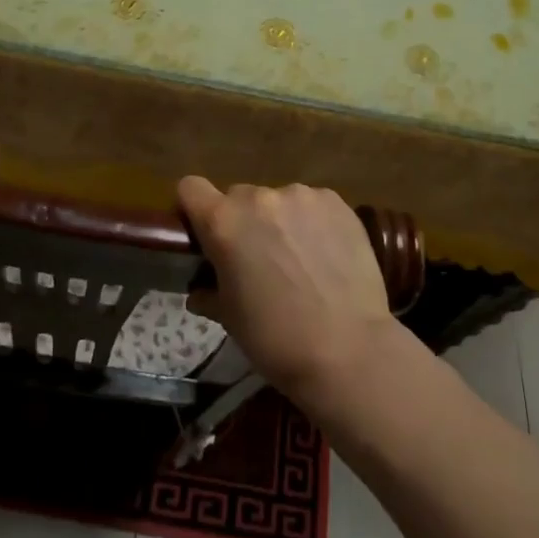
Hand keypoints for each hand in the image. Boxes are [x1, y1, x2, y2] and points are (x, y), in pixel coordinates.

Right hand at [178, 177, 406, 404]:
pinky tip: (326, 255)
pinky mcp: (336, 202)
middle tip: (257, 259)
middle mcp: (259, 198)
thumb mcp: (230, 318)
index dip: (193, 209)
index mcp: (223, 222)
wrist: (348, 349)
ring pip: (277, 201)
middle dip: (241, 222)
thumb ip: (209, 291)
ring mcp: (301, 195)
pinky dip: (312, 223)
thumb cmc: (276, 339)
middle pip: (237, 196)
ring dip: (279, 221)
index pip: (190, 188)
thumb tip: (201, 289)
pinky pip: (312, 205)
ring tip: (300, 260)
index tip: (203, 234)